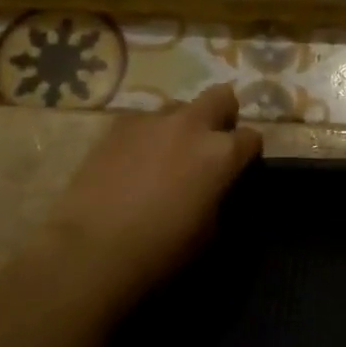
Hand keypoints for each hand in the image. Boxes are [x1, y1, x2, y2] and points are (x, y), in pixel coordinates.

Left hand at [44, 84, 261, 306]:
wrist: (94, 248)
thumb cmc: (162, 249)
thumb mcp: (211, 231)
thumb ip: (221, 195)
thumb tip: (217, 186)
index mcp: (222, 153)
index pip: (252, 138)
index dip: (248, 155)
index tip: (239, 170)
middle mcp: (192, 125)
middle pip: (221, 97)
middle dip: (223, 116)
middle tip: (210, 145)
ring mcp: (152, 120)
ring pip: (180, 107)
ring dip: (183, 125)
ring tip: (167, 154)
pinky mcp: (118, 125)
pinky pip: (144, 120)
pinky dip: (148, 135)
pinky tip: (134, 160)